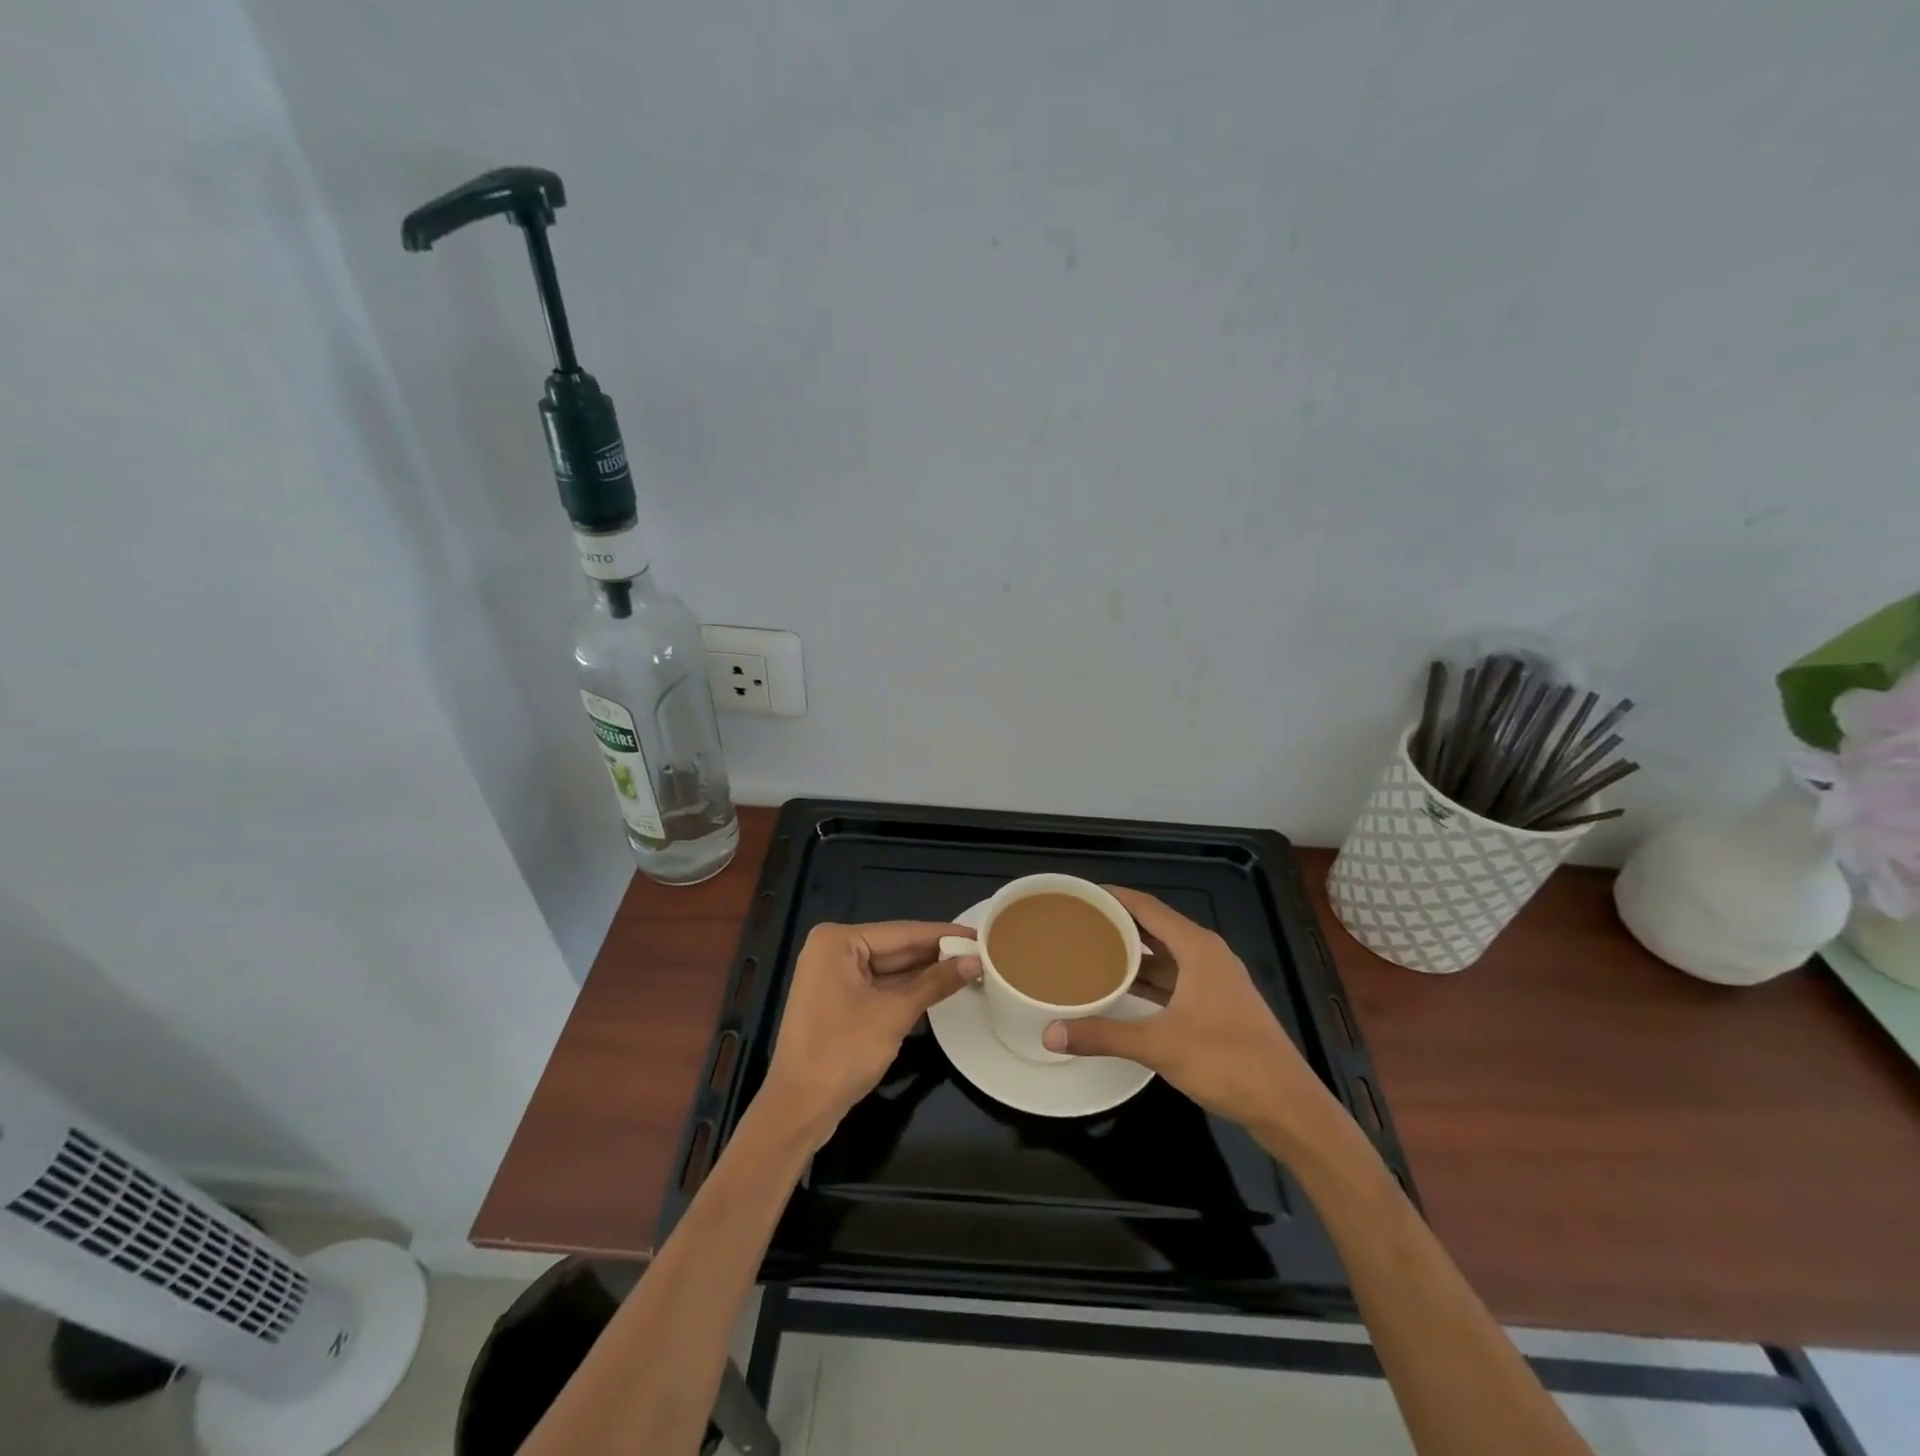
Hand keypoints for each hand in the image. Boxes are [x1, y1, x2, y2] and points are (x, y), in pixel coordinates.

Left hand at [760, 921, 980, 1144]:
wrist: (798, 1109)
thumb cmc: (842, 1053)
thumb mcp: (894, 1014)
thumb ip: (935, 983)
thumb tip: (975, 962)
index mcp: (838, 941)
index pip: (902, 932)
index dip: (944, 934)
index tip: (981, 933)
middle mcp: (832, 949)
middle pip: (896, 947)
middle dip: (937, 953)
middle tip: (982, 952)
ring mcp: (833, 975)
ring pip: (889, 968)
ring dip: (925, 972)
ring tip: (971, 967)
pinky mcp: (838, 1000)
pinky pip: (879, 985)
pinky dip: (907, 989)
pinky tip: (941, 987)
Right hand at [1041, 886, 1329, 1134]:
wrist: (1287, 1106)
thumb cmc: (1226, 1061)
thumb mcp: (1159, 1045)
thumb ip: (1104, 1036)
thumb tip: (1050, 1034)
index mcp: (1197, 948)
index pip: (1147, 907)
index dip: (1113, 897)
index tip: (1080, 894)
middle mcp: (1207, 955)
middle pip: (1155, 928)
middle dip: (1118, 925)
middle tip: (1077, 924)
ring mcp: (1215, 981)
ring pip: (1166, 956)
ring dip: (1133, 954)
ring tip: (1092, 953)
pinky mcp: (1218, 1006)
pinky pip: (1175, 979)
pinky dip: (1149, 979)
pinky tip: (1124, 990)